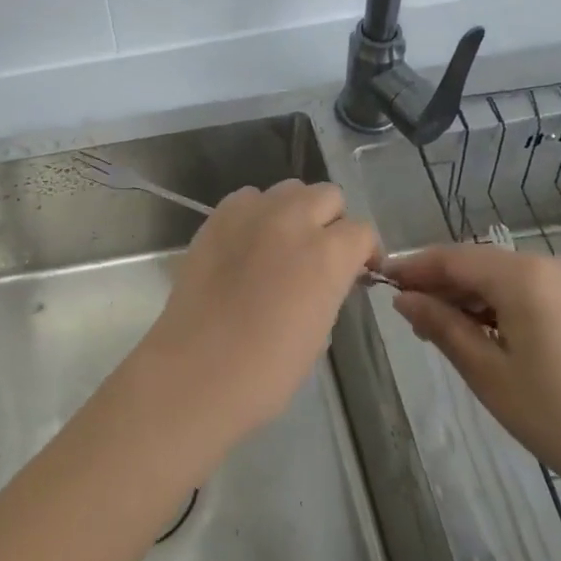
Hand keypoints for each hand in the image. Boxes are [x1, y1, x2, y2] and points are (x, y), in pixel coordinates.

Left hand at [134, 180, 379, 449]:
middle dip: (331, 221)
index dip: (363, 251)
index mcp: (326, 254)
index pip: (361, 231)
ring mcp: (251, 213)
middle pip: (327, 195)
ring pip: (288, 190)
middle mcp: (292, 219)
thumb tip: (329, 274)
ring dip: (294, 211)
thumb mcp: (320, 330)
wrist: (196, 370)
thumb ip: (330, 286)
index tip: (357, 270)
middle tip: (319, 253)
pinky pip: (248, 198)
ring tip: (281, 244)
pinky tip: (248, 243)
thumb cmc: (267, 370)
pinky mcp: (217, 216)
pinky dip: (256, 213)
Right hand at [391, 243, 560, 505]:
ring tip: (441, 333)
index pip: (452, 258)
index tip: (380, 281)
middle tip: (410, 319)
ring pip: (501, 277)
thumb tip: (403, 298)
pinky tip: (482, 335)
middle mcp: (549, 265)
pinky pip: (526, 291)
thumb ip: (442, 326)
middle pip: (477, 264)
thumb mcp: (488, 373)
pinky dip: (497, 306)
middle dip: (440, 286)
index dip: (413, 268)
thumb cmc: (560, 417)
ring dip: (467, 298)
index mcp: (524, 276)